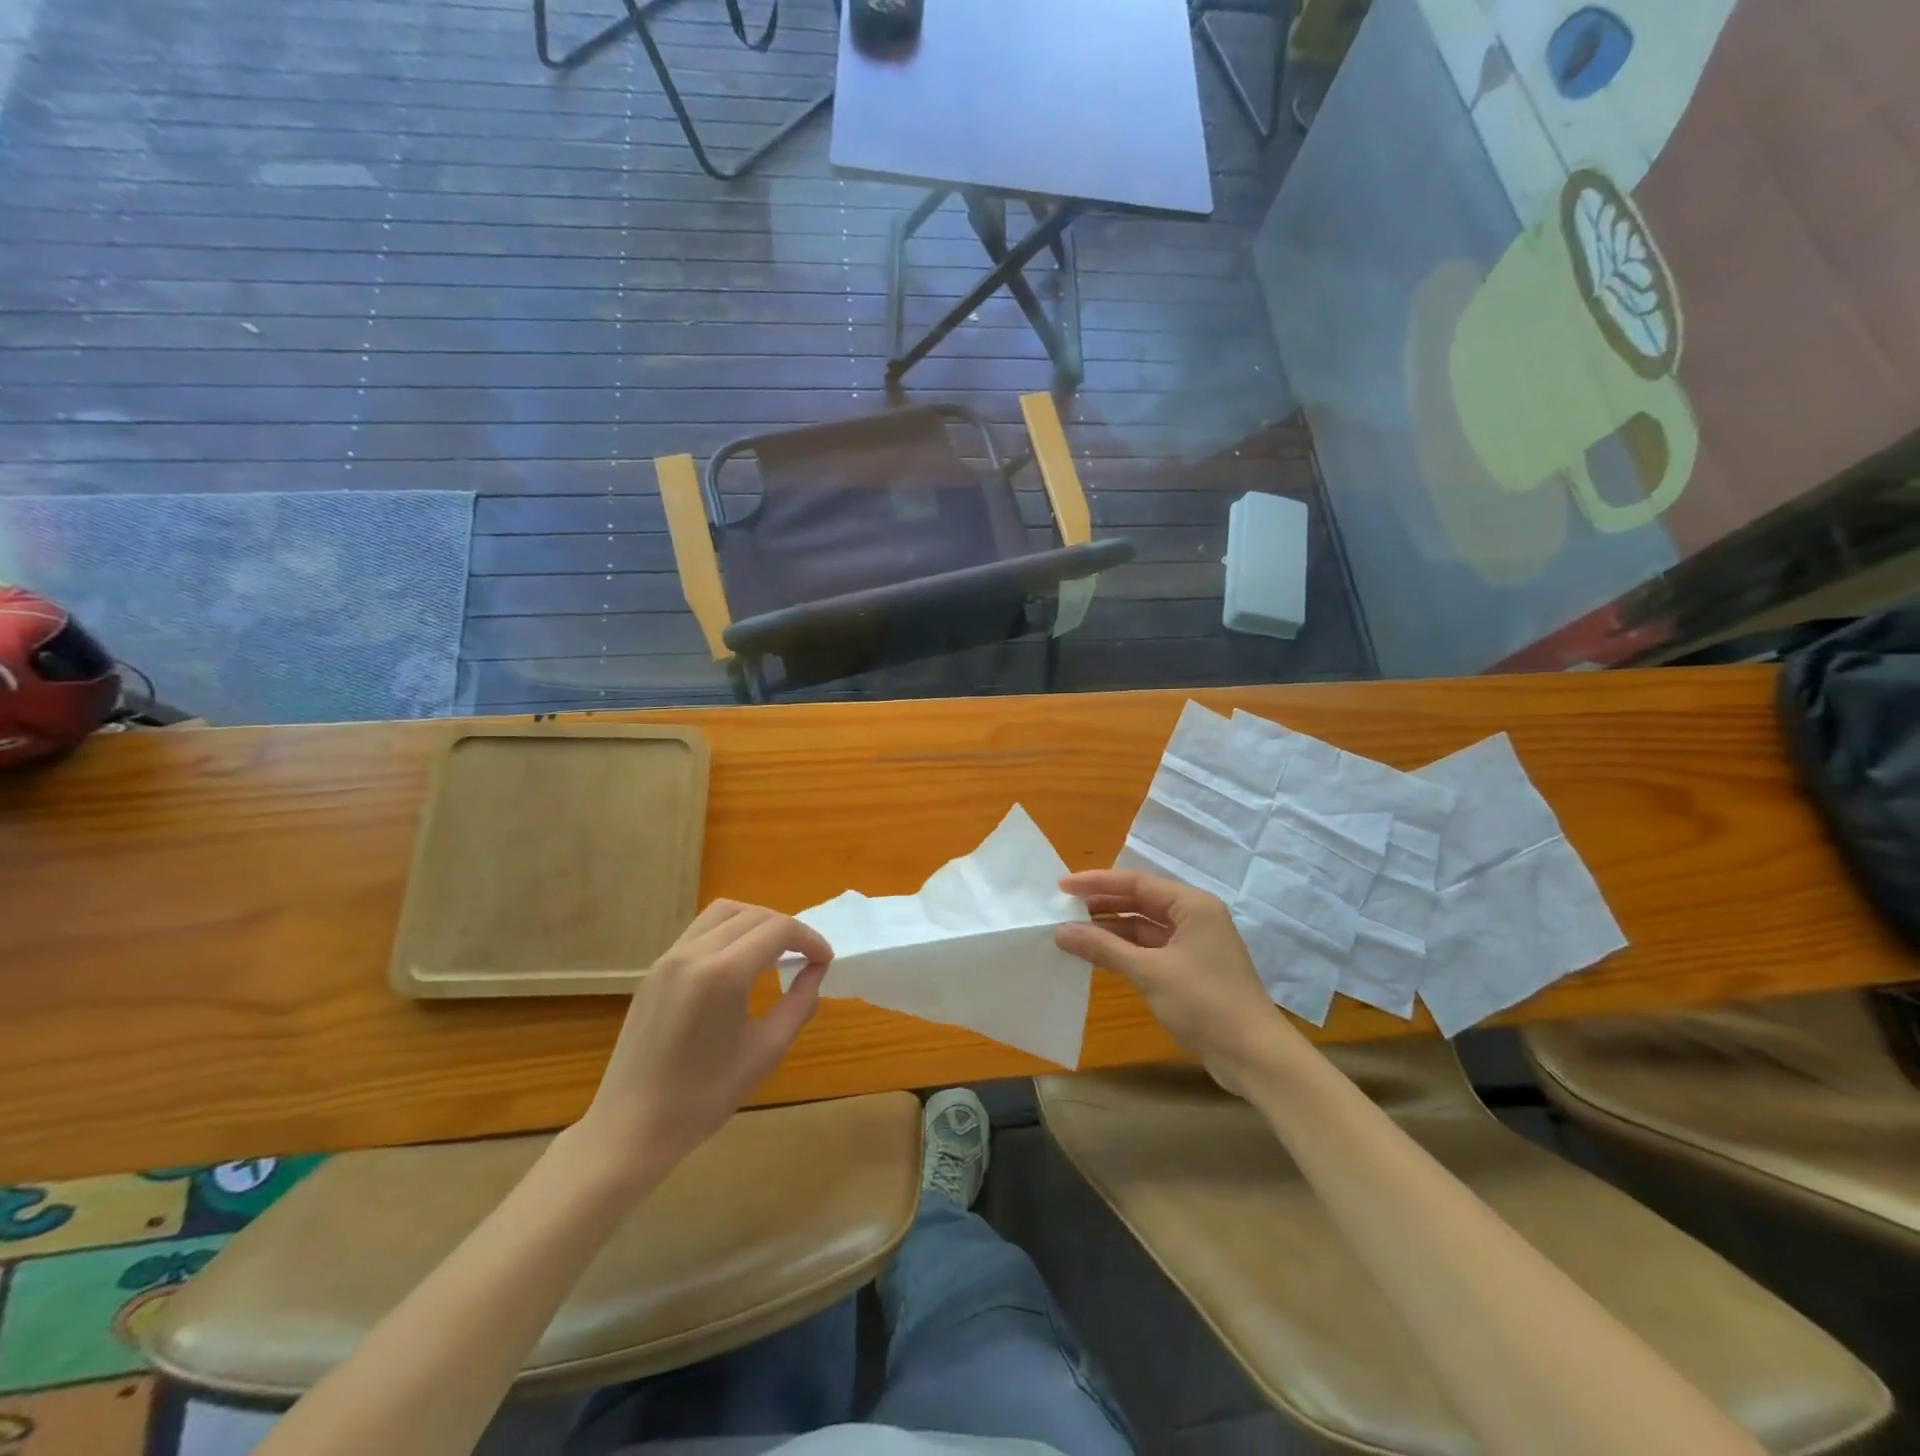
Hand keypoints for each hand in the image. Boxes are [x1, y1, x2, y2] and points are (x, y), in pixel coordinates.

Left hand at [575, 900, 832, 1185]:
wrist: (631, 1127)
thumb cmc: (705, 1097)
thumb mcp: (766, 1051)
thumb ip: (799, 1003)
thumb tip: (816, 970)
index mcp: (724, 974)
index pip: (779, 930)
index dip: (809, 939)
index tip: (825, 960)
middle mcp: (694, 953)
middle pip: (753, 915)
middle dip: (787, 929)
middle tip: (806, 957)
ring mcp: (669, 957)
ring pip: (724, 912)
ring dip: (757, 922)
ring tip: (775, 951)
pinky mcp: (655, 969)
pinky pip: (700, 930)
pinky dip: (729, 932)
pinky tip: (740, 963)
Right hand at [1055, 869, 1287, 1095]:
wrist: (1254, 1056)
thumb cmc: (1205, 1003)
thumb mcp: (1149, 972)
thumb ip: (1103, 948)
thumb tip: (1061, 931)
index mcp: (1191, 905)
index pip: (1136, 882)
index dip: (1097, 883)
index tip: (1062, 887)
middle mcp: (1194, 916)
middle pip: (1140, 901)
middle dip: (1102, 904)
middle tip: (1063, 909)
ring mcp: (1194, 944)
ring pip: (1144, 927)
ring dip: (1111, 929)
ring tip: (1073, 932)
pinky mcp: (1192, 969)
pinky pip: (1151, 949)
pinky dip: (1125, 950)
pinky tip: (1099, 955)